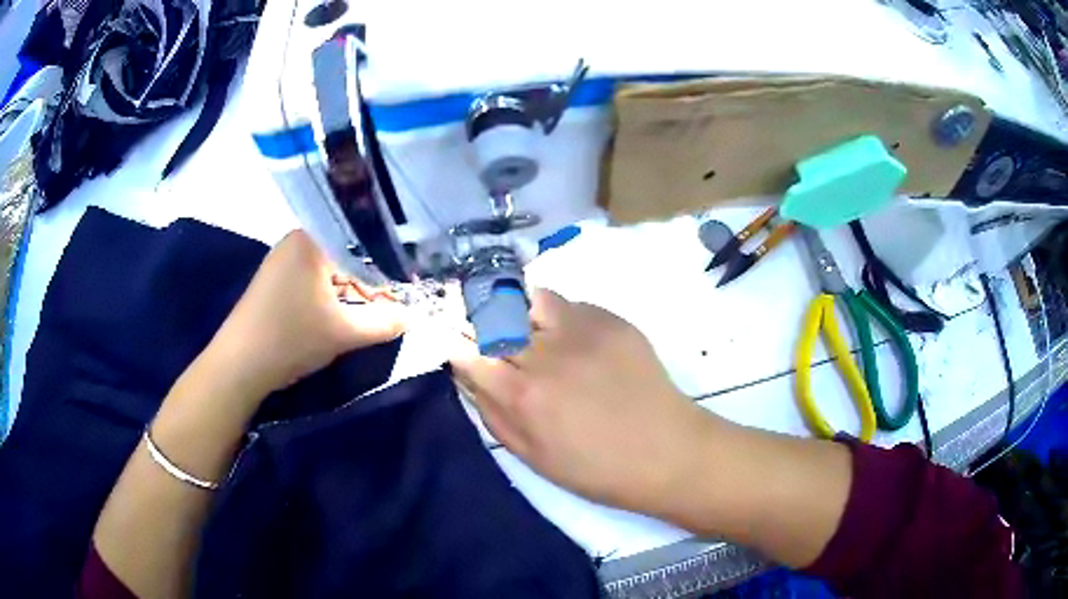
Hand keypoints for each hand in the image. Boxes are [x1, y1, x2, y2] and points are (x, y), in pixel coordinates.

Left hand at [206, 230, 406, 397]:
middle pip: (346, 256)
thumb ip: (384, 323)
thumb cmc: (291, 338)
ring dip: (350, 293)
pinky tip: (339, 317)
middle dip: (369, 283)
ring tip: (369, 315)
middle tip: (390, 307)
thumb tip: (413, 318)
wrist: (239, 365)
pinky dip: (330, 297)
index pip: (363, 244)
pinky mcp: (275, 282)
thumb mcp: (345, 332)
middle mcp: (296, 241)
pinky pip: (313, 281)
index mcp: (312, 240)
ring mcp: (283, 261)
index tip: (407, 291)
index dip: (388, 268)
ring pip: (330, 271)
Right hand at [450, 290, 714, 514]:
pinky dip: (555, 317)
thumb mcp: (531, 456)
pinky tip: (569, 340)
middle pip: (492, 317)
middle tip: (485, 332)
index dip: (454, 343)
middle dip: (478, 321)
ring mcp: (582, 330)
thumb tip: (466, 373)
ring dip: (517, 311)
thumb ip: (490, 411)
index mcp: (523, 396)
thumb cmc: (595, 468)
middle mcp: (547, 354)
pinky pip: (567, 305)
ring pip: (528, 299)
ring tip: (526, 330)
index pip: (467, 351)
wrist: (667, 452)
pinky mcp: (611, 319)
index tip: (454, 343)